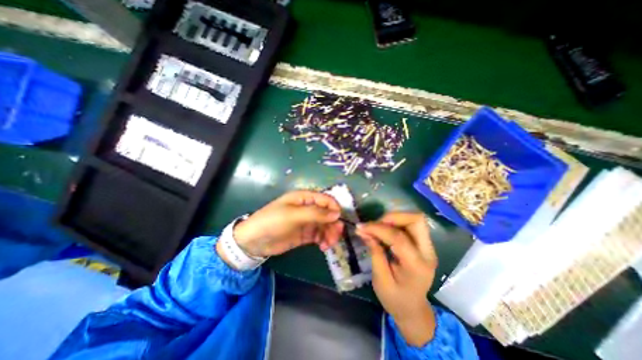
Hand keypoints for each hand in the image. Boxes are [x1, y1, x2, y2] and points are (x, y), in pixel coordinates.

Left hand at [228, 190, 342, 256]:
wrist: (254, 241)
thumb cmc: (273, 222)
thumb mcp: (293, 215)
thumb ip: (315, 213)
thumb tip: (337, 213)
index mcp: (304, 198)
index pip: (325, 199)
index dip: (334, 208)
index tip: (339, 221)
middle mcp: (308, 208)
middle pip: (328, 214)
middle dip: (333, 225)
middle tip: (334, 237)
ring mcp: (307, 222)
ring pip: (325, 225)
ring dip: (330, 234)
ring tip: (327, 245)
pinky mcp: (305, 234)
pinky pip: (320, 235)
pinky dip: (324, 240)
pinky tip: (323, 247)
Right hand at [356, 212, 441, 347]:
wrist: (413, 311)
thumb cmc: (395, 300)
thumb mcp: (381, 280)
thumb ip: (375, 253)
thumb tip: (364, 231)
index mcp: (417, 266)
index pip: (399, 237)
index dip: (378, 228)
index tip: (361, 227)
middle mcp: (427, 253)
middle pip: (416, 220)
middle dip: (392, 217)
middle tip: (374, 225)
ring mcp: (428, 247)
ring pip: (414, 219)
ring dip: (394, 218)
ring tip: (377, 227)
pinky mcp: (423, 244)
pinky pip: (410, 225)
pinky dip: (395, 223)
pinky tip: (383, 230)